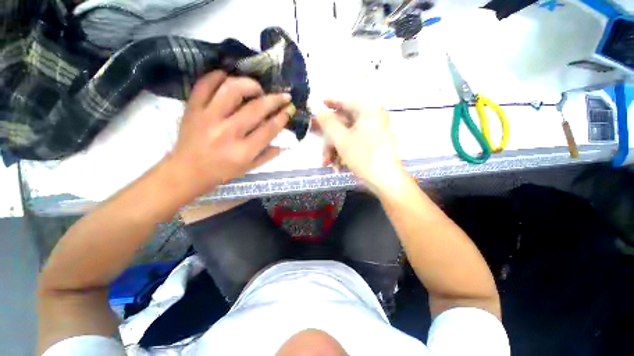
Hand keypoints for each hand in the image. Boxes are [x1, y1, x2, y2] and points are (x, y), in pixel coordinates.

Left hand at [169, 71, 291, 197]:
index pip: (269, 129)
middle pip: (256, 108)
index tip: (289, 109)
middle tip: (283, 95)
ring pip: (231, 90)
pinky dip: (217, 76)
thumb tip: (283, 143)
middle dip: (274, 99)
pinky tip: (228, 77)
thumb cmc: (221, 172)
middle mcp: (228, 133)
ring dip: (249, 84)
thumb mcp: (249, 168)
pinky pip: (204, 85)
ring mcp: (208, 118)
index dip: (282, 117)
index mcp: (243, 151)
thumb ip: (267, 155)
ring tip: (257, 88)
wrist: (186, 172)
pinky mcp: (192, 109)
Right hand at [314, 100, 403, 193]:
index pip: (345, 102)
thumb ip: (328, 123)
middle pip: (344, 123)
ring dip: (334, 149)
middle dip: (329, 139)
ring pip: (347, 135)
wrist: (385, 180)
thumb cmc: (363, 157)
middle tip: (319, 144)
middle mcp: (372, 119)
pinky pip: (353, 143)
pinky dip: (343, 152)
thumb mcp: (342, 139)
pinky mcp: (372, 144)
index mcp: (368, 111)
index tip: (317, 105)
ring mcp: (373, 132)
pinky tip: (337, 165)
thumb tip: (317, 110)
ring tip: (328, 163)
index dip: (330, 104)